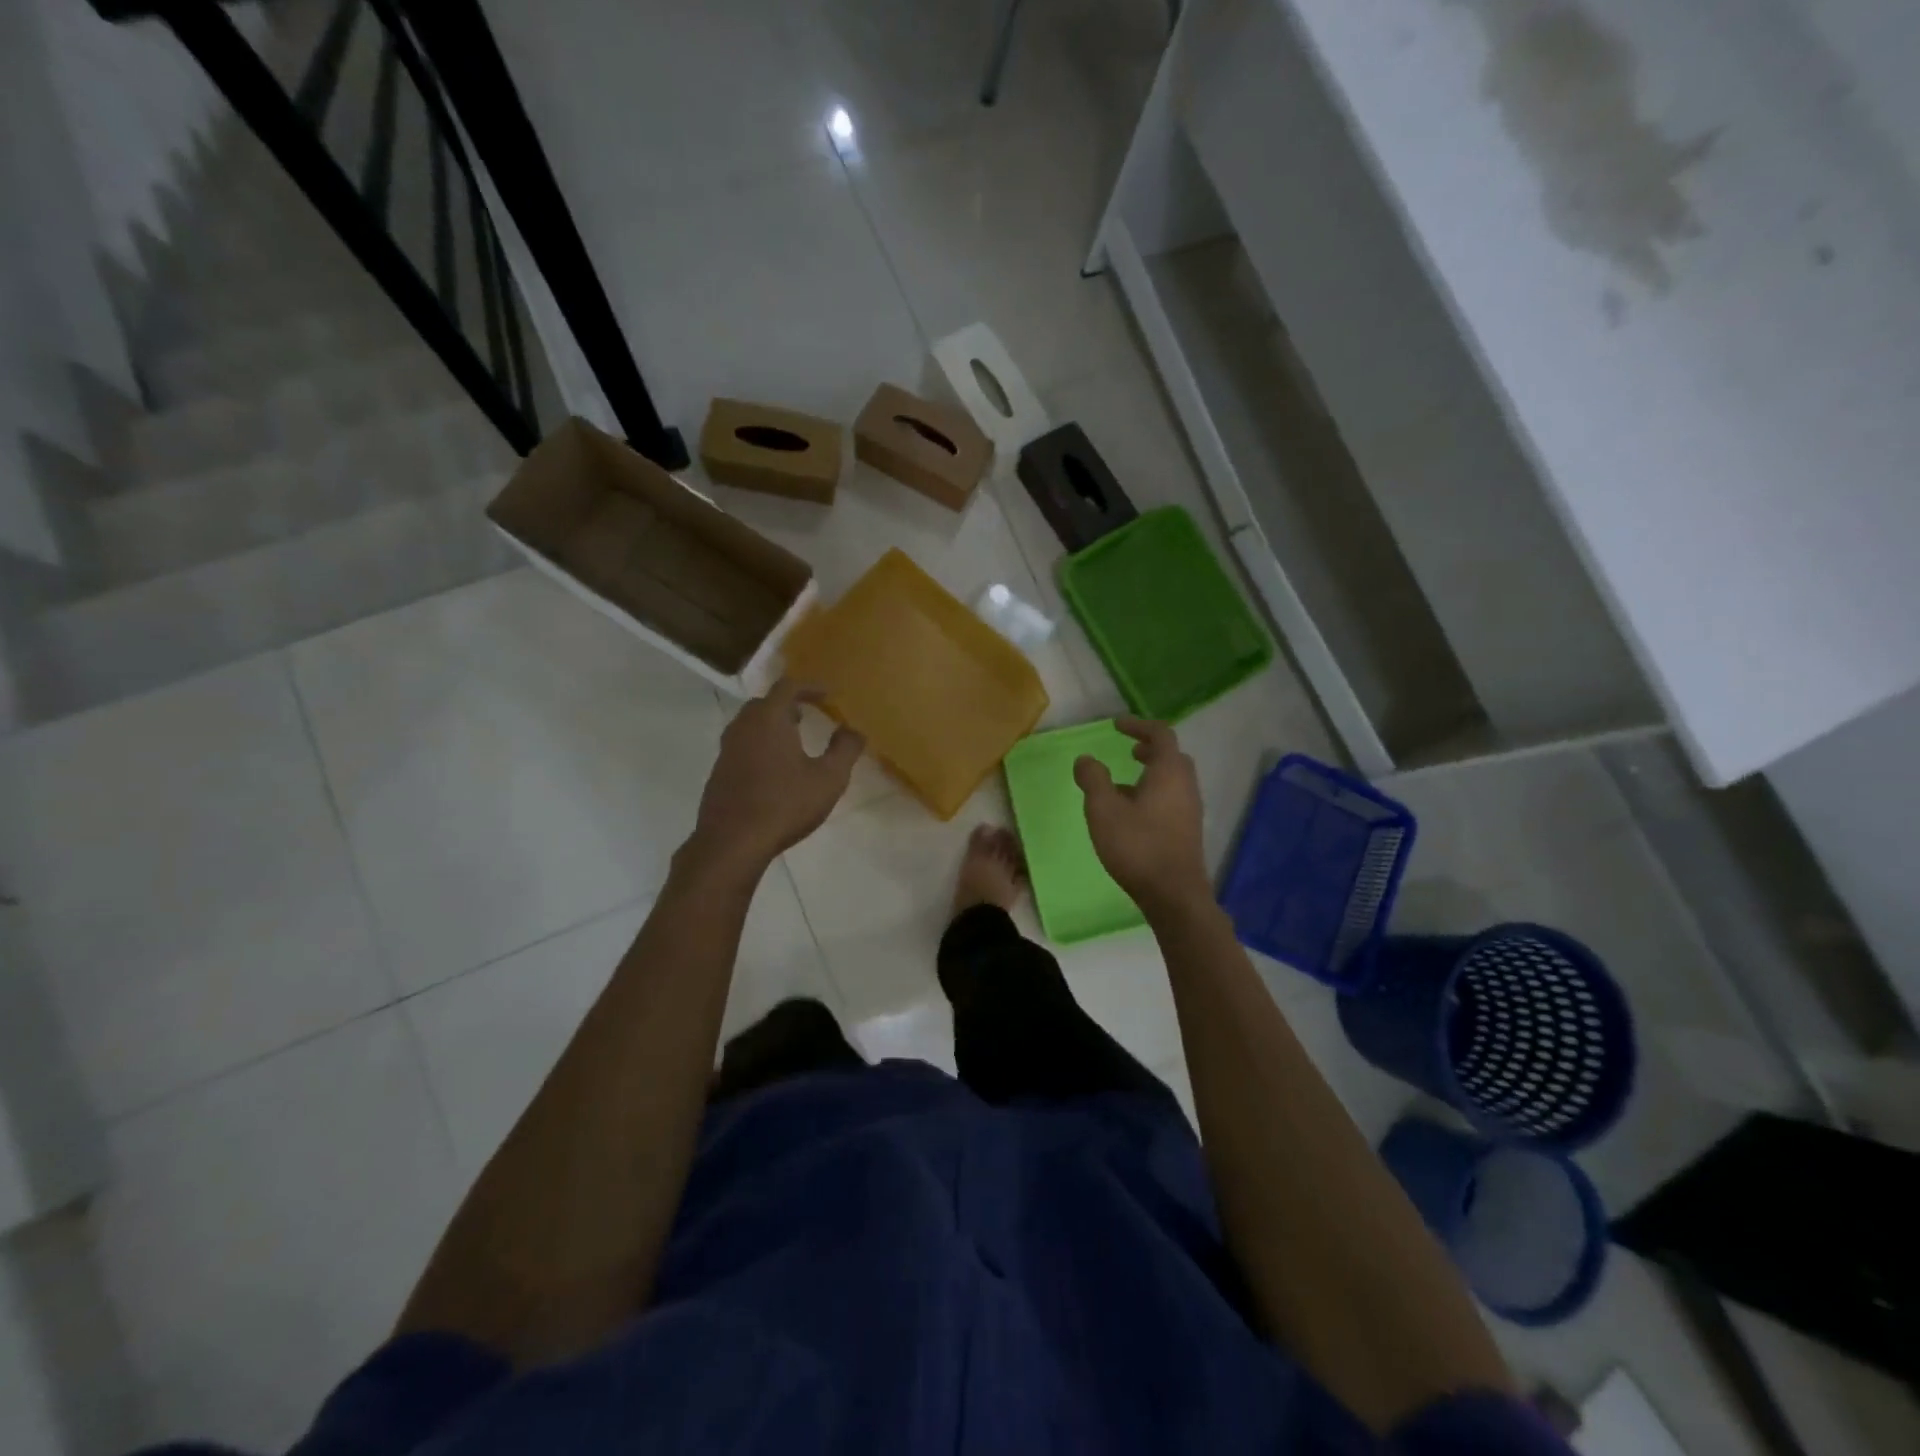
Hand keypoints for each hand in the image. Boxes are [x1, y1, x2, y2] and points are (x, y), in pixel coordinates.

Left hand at [683, 680, 863, 879]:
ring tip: (793, 739)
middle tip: (808, 713)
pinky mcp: (719, 773)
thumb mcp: (829, 778)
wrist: (732, 842)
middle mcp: (743, 727)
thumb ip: (845, 749)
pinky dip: (760, 745)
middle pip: (764, 703)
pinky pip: (742, 746)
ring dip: (772, 725)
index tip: (829, 695)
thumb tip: (854, 730)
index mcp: (769, 719)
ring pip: (750, 725)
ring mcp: (726, 750)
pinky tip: (773, 769)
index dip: (810, 687)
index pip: (788, 686)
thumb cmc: (785, 804)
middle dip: (788, 704)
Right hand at [1074, 716, 1209, 913]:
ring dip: (1150, 774)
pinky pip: (1172, 800)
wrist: (1173, 894)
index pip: (1161, 734)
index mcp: (1168, 772)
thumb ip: (1093, 779)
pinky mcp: (1187, 831)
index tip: (1117, 727)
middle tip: (1128, 751)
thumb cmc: (1137, 846)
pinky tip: (1131, 814)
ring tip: (1122, 785)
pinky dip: (1154, 793)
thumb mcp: (1103, 809)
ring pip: (1173, 780)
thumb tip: (1086, 759)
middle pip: (1172, 756)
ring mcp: (1190, 810)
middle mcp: (1185, 786)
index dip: (1138, 725)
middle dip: (1149, 749)